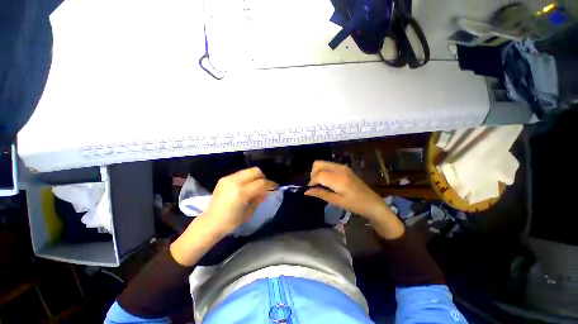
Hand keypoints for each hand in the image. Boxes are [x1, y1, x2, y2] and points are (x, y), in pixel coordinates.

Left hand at [202, 167, 277, 236]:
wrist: (210, 222)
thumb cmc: (231, 222)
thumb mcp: (249, 212)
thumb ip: (259, 198)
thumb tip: (267, 190)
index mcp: (241, 193)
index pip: (261, 183)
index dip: (270, 184)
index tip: (275, 187)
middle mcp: (235, 182)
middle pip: (255, 171)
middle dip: (263, 177)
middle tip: (265, 185)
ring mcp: (228, 179)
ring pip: (248, 171)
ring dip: (255, 177)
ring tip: (255, 186)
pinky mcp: (224, 179)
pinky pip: (240, 174)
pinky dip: (247, 178)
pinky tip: (246, 186)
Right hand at [304, 161, 389, 220]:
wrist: (371, 202)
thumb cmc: (355, 205)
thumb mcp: (336, 201)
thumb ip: (320, 194)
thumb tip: (306, 191)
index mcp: (338, 179)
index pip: (318, 175)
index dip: (312, 182)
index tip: (311, 190)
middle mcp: (339, 168)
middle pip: (318, 164)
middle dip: (313, 174)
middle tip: (316, 186)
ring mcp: (342, 166)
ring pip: (322, 163)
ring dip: (318, 172)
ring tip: (321, 184)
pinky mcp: (344, 167)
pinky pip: (328, 165)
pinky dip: (323, 171)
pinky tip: (328, 181)